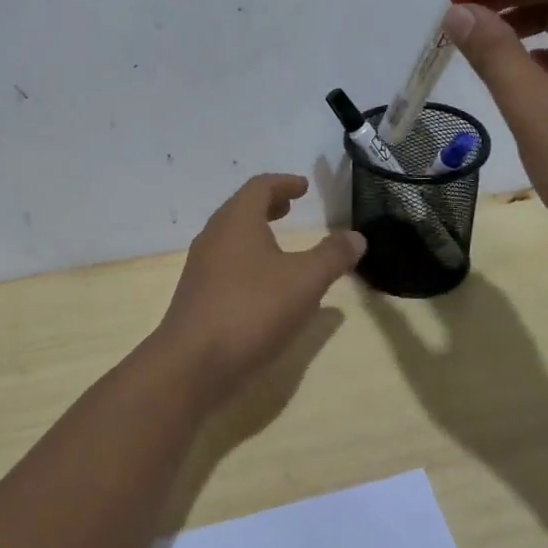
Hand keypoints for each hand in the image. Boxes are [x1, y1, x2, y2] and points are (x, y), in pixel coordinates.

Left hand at [151, 175, 365, 404]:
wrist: (191, 364)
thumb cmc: (251, 310)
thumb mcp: (305, 281)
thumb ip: (332, 256)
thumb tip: (356, 236)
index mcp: (237, 221)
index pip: (259, 187)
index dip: (284, 183)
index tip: (303, 187)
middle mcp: (214, 237)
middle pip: (241, 209)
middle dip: (268, 205)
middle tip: (290, 208)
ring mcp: (200, 268)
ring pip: (230, 237)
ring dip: (255, 233)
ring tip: (280, 246)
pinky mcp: (196, 296)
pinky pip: (224, 264)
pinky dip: (246, 260)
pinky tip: (263, 286)